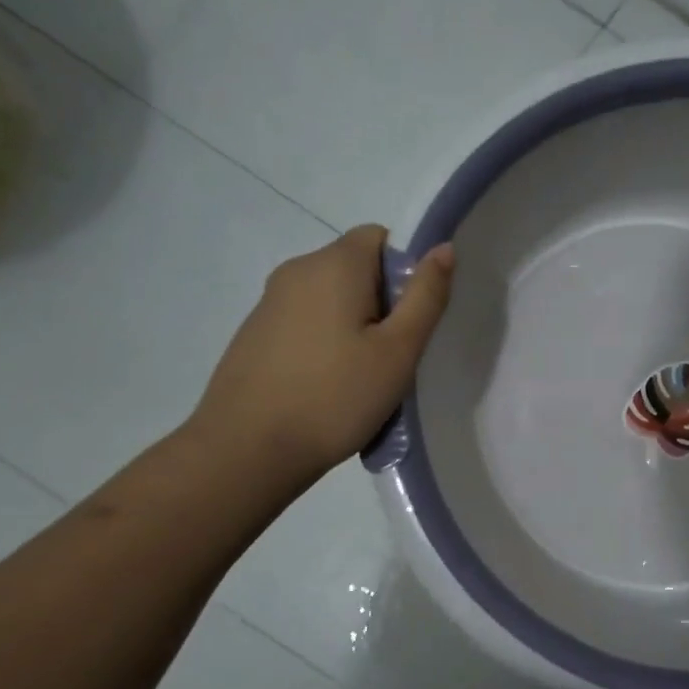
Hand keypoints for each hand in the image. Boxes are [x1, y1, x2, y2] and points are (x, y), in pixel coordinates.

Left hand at [189, 226, 454, 488]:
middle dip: (383, 302)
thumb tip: (442, 247)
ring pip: (331, 298)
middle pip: (356, 267)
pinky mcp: (255, 334)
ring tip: (363, 377)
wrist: (246, 450)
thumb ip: (426, 296)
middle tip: (395, 355)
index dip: (407, 270)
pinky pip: (306, 322)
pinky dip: (326, 343)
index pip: (380, 237)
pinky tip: (328, 387)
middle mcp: (296, 270)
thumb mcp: (398, 350)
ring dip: (355, 326)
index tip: (412, 318)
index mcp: (333, 264)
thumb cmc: (335, 397)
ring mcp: (269, 303)